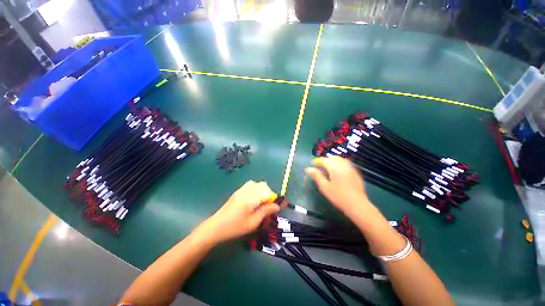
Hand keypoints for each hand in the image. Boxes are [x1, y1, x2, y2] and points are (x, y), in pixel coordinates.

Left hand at [194, 180, 278, 243]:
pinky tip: (252, 200)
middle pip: (262, 185)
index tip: (275, 207)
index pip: (267, 191)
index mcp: (251, 197)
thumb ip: (266, 211)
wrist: (216, 226)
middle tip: (267, 205)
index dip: (273, 198)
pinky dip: (255, 189)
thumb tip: (277, 206)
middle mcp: (247, 190)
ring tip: (260, 202)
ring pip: (256, 183)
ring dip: (261, 190)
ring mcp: (241, 190)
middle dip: (268, 193)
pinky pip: (249, 185)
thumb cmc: (235, 226)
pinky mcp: (237, 192)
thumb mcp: (253, 222)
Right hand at [305, 156, 371, 217]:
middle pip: (333, 158)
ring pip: (340, 160)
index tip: (312, 164)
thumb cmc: (338, 196)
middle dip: (325, 160)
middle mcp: (343, 165)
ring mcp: (351, 168)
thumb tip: (308, 169)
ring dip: (333, 161)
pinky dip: (340, 164)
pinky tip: (338, 171)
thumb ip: (316, 176)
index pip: (324, 160)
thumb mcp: (324, 187)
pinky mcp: (355, 173)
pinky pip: (346, 164)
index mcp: (334, 167)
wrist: (357, 205)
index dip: (317, 161)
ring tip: (328, 167)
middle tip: (319, 166)